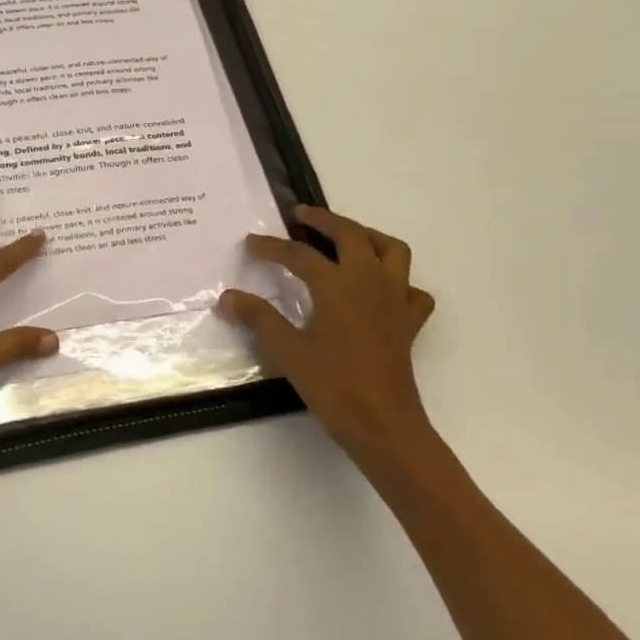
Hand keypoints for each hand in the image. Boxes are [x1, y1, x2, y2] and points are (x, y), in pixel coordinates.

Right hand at [219, 205, 436, 476]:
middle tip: (300, 216)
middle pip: (350, 234)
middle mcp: (369, 281)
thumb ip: (258, 318)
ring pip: (391, 250)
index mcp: (338, 284)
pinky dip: (398, 281)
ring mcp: (395, 299)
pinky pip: (412, 289)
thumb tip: (228, 297)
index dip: (271, 246)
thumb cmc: (333, 385)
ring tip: (345, 240)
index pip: (299, 253)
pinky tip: (379, 290)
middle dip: (324, 220)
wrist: (383, 424)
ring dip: (367, 237)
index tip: (251, 243)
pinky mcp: (409, 322)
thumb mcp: (287, 350)